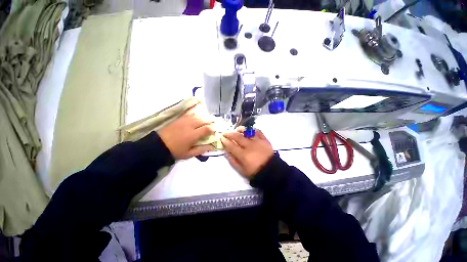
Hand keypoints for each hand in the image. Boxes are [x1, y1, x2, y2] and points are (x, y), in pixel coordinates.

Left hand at [158, 105, 214, 159]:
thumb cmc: (175, 151)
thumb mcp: (189, 154)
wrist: (159, 145)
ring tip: (206, 122)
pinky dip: (196, 115)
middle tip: (211, 126)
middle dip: (210, 122)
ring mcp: (184, 121)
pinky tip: (197, 117)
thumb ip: (201, 150)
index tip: (214, 132)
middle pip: (204, 120)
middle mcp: (190, 125)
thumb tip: (211, 147)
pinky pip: (190, 114)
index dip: (212, 129)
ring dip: (204, 118)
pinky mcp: (180, 119)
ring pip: (198, 116)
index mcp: (193, 135)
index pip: (207, 128)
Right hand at [220, 127, 273, 178]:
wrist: (271, 171)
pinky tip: (250, 131)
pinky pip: (258, 132)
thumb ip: (233, 161)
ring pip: (248, 132)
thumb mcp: (242, 170)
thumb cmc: (255, 172)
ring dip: (241, 129)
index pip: (231, 145)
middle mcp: (249, 146)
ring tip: (238, 129)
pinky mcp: (265, 140)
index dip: (225, 141)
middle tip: (225, 133)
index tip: (221, 138)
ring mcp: (258, 141)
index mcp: (243, 154)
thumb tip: (226, 152)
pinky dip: (253, 130)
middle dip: (230, 134)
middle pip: (238, 137)